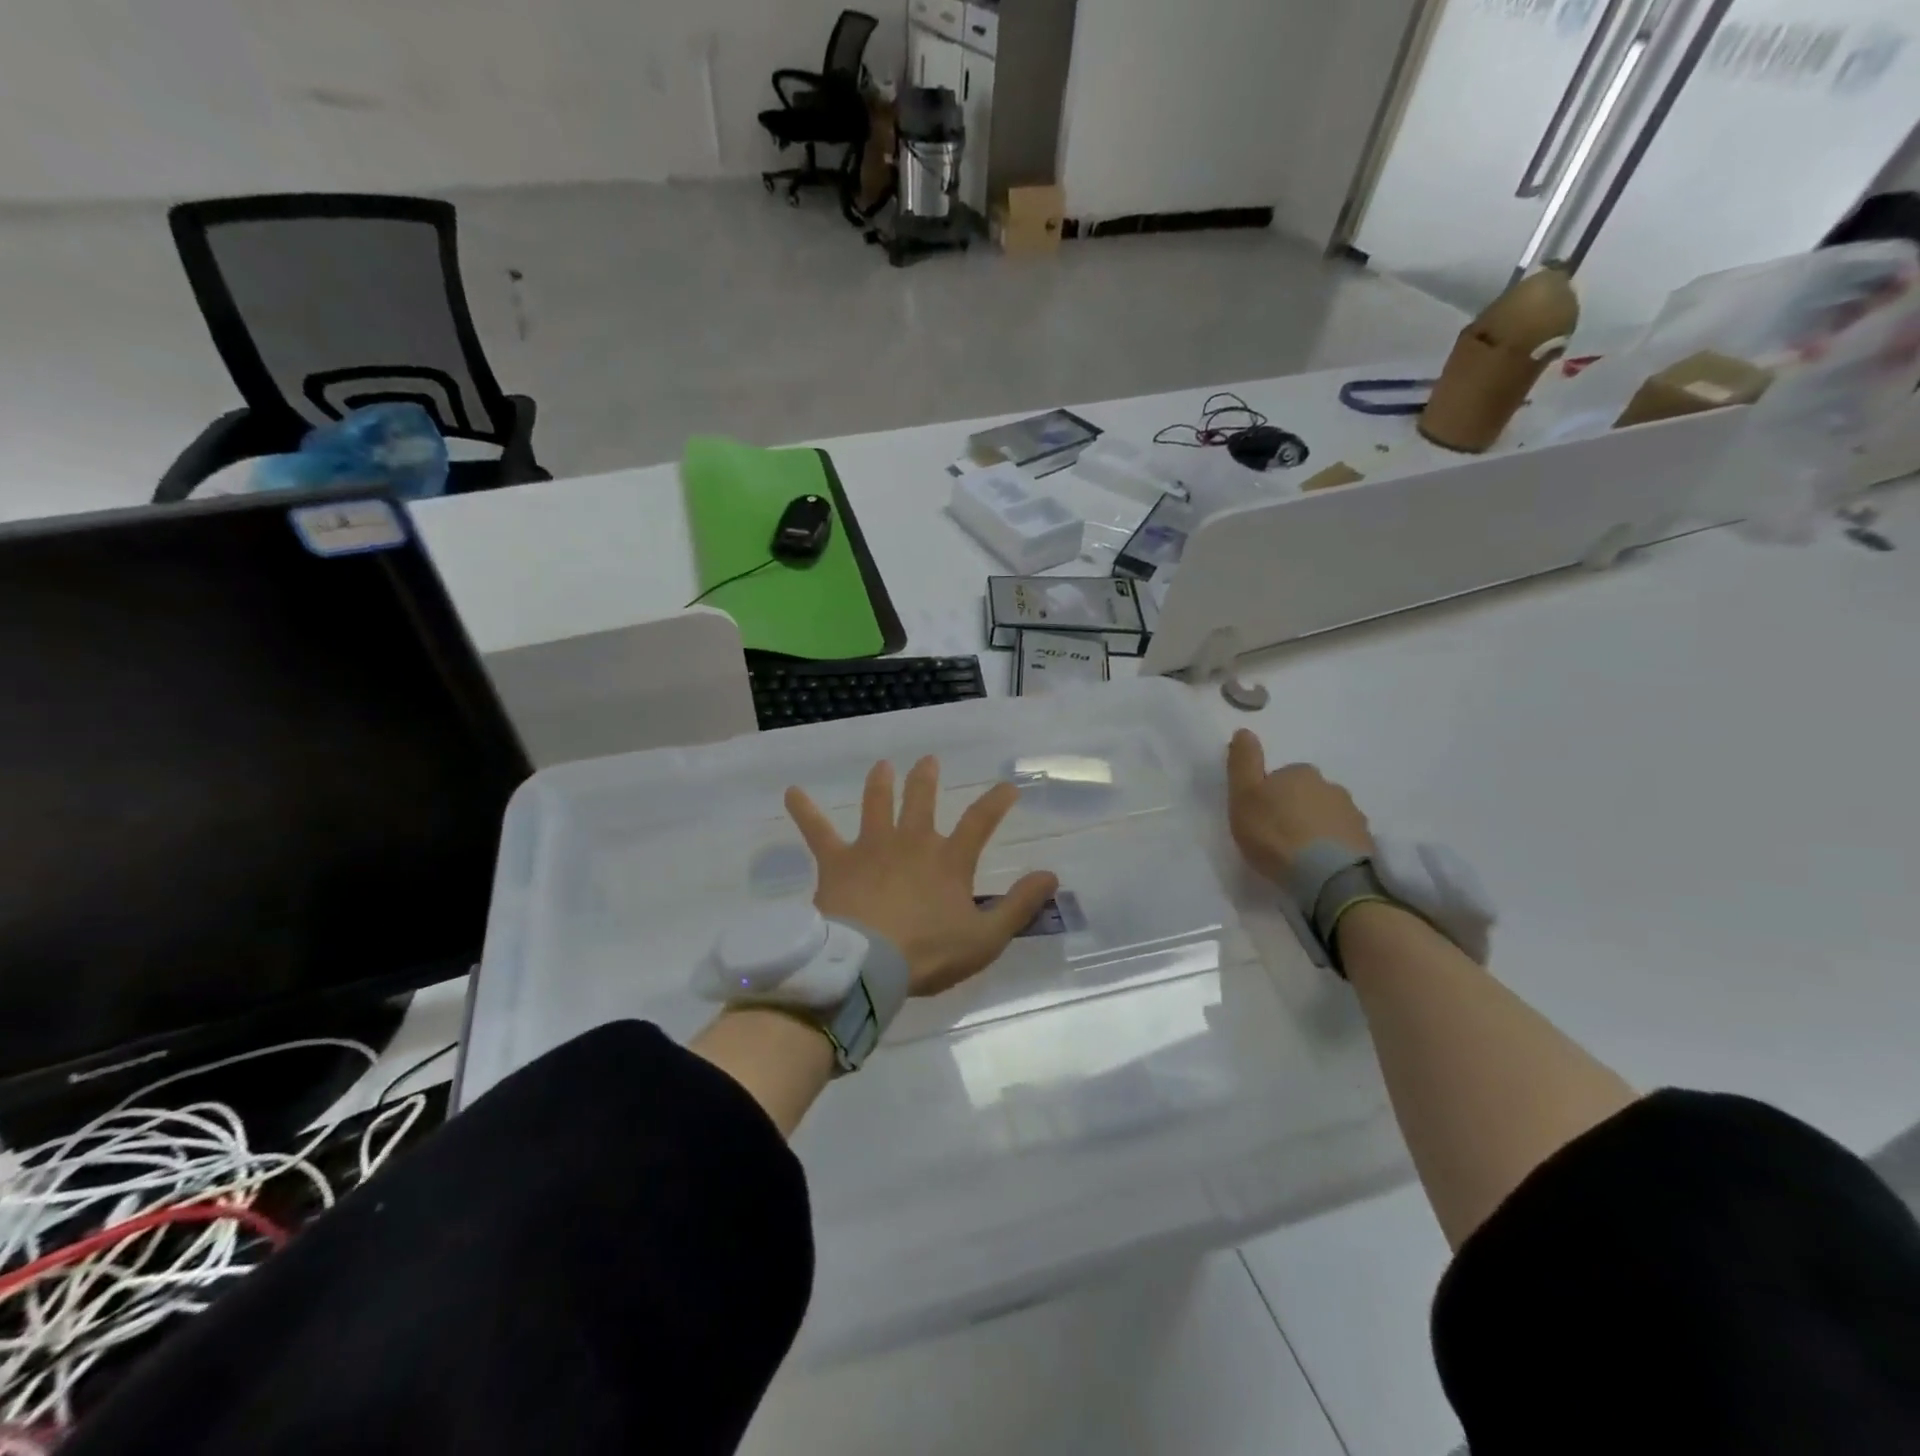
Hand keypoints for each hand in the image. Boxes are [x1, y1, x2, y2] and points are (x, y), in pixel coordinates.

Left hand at [784, 757, 1058, 996]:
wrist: (867, 965)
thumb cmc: (928, 954)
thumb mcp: (985, 937)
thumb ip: (1019, 905)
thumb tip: (1051, 875)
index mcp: (948, 860)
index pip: (981, 821)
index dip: (997, 802)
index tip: (1008, 787)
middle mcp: (911, 842)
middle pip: (921, 800)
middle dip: (926, 778)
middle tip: (928, 761)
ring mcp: (872, 846)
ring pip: (876, 804)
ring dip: (880, 783)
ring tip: (882, 765)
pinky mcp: (837, 861)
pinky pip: (817, 831)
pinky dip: (805, 811)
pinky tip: (791, 792)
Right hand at [1226, 729, 1373, 885]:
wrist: (1326, 876)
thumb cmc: (1275, 833)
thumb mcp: (1243, 796)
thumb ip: (1243, 763)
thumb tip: (1244, 730)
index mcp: (1299, 772)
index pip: (1281, 777)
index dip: (1269, 796)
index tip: (1260, 818)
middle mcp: (1330, 786)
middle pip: (1307, 794)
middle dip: (1295, 810)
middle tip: (1278, 837)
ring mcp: (1352, 813)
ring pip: (1327, 815)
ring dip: (1315, 828)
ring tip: (1300, 855)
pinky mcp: (1365, 842)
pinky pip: (1342, 838)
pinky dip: (1332, 846)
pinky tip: (1319, 864)